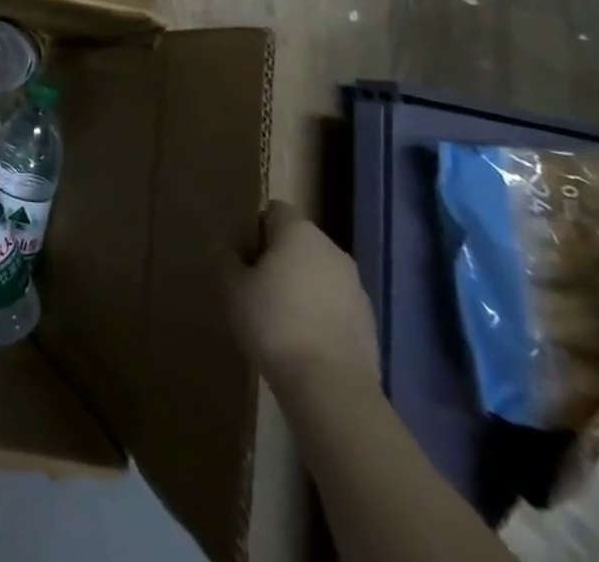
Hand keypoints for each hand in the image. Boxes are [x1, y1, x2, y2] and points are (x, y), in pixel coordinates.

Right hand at [227, 201, 379, 400]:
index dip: (255, 227)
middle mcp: (333, 250)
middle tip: (255, 283)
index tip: (242, 253)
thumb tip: (230, 249)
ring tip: (279, 315)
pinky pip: (335, 303)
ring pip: (319, 273)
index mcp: (300, 232)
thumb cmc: (274, 324)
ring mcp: (356, 287)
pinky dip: (320, 312)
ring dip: (302, 284)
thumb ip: (228, 259)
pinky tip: (303, 338)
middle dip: (279, 256)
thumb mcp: (232, 287)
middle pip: (299, 241)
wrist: (331, 389)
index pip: (274, 210)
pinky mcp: (369, 322)